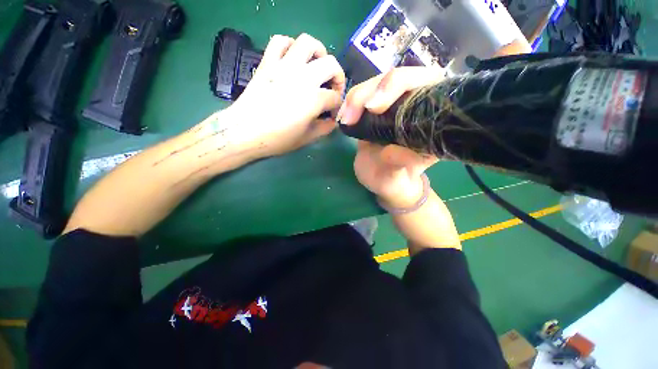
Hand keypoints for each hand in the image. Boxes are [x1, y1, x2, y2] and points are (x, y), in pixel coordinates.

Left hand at [224, 34, 344, 157]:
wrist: (245, 132)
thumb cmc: (277, 139)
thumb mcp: (306, 138)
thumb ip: (325, 128)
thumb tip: (333, 121)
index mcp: (313, 99)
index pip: (335, 98)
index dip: (337, 107)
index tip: (332, 115)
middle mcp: (303, 77)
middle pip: (330, 64)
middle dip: (337, 77)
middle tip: (332, 90)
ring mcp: (284, 66)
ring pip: (307, 43)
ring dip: (318, 52)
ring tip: (317, 67)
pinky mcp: (268, 62)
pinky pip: (280, 41)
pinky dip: (290, 45)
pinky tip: (293, 59)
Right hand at [339, 67, 445, 206]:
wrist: (384, 180)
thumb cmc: (400, 177)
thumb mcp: (404, 173)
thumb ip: (401, 162)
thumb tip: (388, 151)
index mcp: (432, 112)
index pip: (423, 81)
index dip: (397, 86)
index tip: (373, 107)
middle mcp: (413, 102)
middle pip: (394, 77)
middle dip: (369, 91)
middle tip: (350, 115)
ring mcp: (390, 105)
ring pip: (373, 86)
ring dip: (355, 99)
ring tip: (344, 120)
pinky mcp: (372, 112)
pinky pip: (360, 99)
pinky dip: (348, 106)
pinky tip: (342, 118)